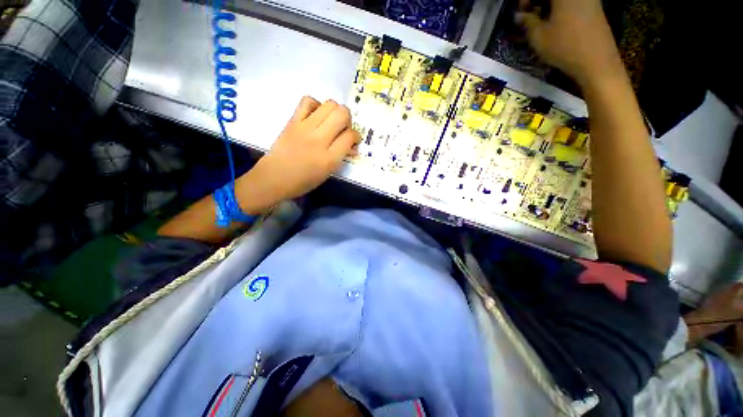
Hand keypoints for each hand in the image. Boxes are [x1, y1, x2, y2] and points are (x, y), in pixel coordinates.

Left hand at [245, 97, 359, 203]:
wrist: (274, 177)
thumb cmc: (303, 181)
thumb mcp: (327, 173)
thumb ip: (341, 157)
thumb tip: (352, 147)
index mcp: (329, 158)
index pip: (350, 136)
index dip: (356, 136)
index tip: (353, 141)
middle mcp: (319, 140)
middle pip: (342, 114)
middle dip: (348, 119)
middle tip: (343, 128)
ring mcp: (305, 128)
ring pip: (329, 104)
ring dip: (335, 111)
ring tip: (331, 121)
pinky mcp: (293, 121)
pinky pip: (308, 101)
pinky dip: (316, 105)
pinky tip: (316, 115)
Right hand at [516, 0, 623, 83]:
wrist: (597, 61)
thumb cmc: (565, 47)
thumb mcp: (539, 37)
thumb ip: (527, 22)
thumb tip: (519, 16)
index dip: (525, 0)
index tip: (520, 13)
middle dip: (537, 2)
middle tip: (529, 17)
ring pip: (562, 0)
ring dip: (548, 6)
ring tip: (540, 22)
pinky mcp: (594, 7)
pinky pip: (572, 3)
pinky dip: (560, 9)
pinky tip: (554, 23)